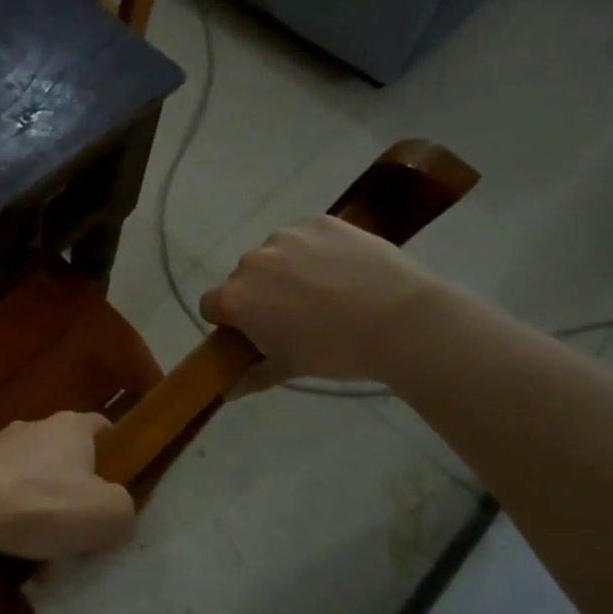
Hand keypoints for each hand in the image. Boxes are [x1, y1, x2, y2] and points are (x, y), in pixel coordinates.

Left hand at [0, 413, 134, 561]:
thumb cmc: (44, 502)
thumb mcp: (107, 513)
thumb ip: (124, 509)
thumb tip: (118, 511)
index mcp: (72, 426)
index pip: (102, 427)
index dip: (116, 452)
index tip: (119, 483)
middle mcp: (35, 426)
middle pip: (65, 451)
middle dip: (74, 482)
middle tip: (82, 519)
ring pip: (31, 471)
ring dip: (40, 498)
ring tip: (43, 539)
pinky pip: (2, 488)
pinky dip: (9, 510)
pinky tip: (10, 541)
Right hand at [200, 214, 443, 387]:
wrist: (401, 321)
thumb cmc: (336, 352)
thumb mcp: (291, 368)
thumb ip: (253, 376)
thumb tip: (228, 392)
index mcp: (236, 298)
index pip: (211, 305)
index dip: (229, 320)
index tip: (255, 331)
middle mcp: (252, 262)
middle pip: (243, 277)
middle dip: (261, 293)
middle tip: (296, 314)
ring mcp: (286, 236)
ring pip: (275, 254)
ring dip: (288, 269)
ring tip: (327, 290)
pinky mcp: (320, 221)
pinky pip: (306, 236)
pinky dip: (317, 250)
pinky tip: (345, 270)